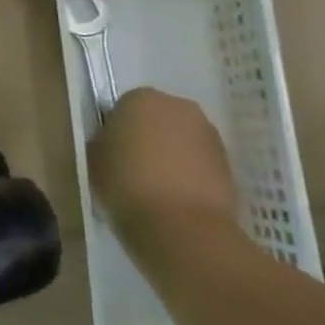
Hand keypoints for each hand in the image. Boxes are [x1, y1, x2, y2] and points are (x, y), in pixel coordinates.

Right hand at [89, 88, 237, 248]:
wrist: (181, 226)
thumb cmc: (125, 183)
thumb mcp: (94, 157)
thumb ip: (104, 140)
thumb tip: (114, 141)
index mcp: (141, 98)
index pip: (123, 107)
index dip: (116, 130)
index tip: (111, 153)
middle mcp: (179, 107)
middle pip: (158, 119)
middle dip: (148, 137)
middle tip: (133, 167)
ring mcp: (210, 135)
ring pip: (182, 140)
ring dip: (171, 156)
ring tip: (156, 187)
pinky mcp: (230, 164)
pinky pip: (200, 163)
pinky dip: (190, 174)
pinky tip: (176, 198)